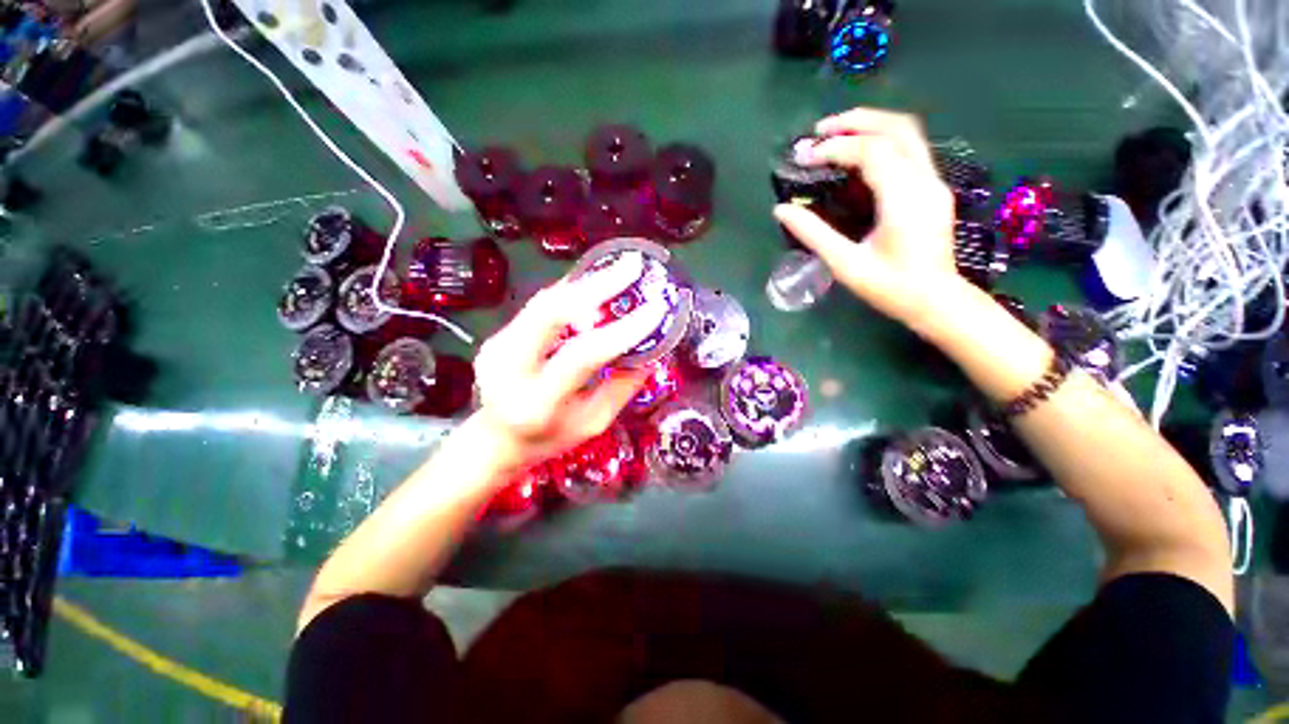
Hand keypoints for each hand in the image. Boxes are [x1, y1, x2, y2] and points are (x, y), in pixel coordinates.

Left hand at [471, 254, 662, 472]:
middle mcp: (510, 369)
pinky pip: (540, 306)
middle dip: (596, 285)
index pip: (582, 356)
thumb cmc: (550, 439)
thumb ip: (621, 388)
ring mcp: (497, 346)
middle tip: (632, 266)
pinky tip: (594, 285)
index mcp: (538, 403)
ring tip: (618, 271)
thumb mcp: (593, 424)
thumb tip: (650, 353)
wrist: (495, 441)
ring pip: (544, 301)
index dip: (622, 330)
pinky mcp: (497, 335)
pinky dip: (571, 294)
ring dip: (585, 284)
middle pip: (550, 312)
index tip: (655, 309)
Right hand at [773, 108, 964, 326]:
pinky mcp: (932, 189)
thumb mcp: (846, 264)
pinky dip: (882, 141)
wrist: (936, 301)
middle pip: (896, 128)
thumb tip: (781, 210)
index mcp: (904, 199)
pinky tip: (859, 154)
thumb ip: (813, 234)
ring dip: (871, 125)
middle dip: (856, 122)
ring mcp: (933, 182)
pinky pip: (910, 150)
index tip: (805, 156)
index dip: (835, 148)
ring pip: (908, 133)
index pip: (871, 152)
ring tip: (836, 134)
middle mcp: (925, 181)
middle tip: (819, 130)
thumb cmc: (890, 288)